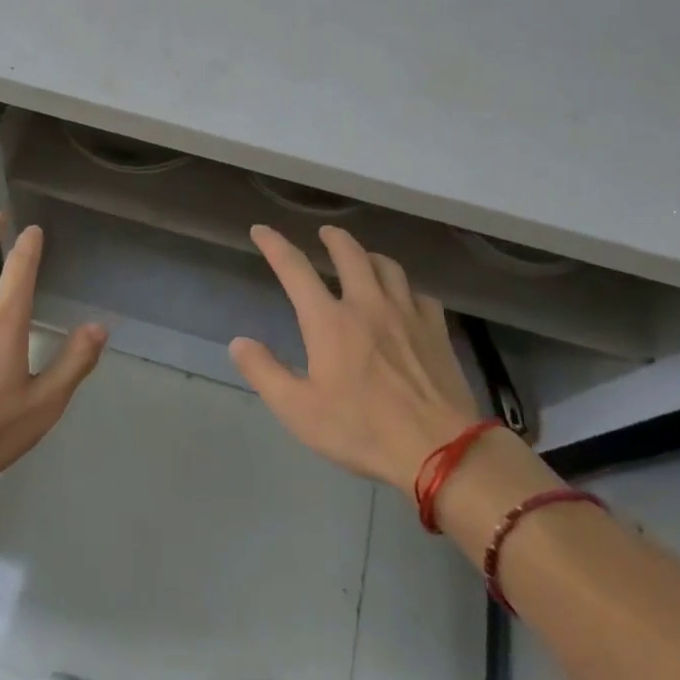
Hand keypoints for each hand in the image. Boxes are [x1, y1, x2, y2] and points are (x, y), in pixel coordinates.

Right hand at [230, 224, 479, 492]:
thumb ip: (264, 372)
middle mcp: (367, 305)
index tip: (261, 229)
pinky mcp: (437, 331)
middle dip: (333, 238)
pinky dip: (406, 288)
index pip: (294, 269)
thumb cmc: (361, 429)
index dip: (274, 244)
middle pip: (350, 254)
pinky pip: (420, 294)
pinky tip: (406, 299)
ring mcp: (407, 314)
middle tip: (325, 233)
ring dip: (370, 255)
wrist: (440, 449)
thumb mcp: (298, 410)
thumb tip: (239, 342)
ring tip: (364, 258)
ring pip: (388, 267)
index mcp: (329, 320)